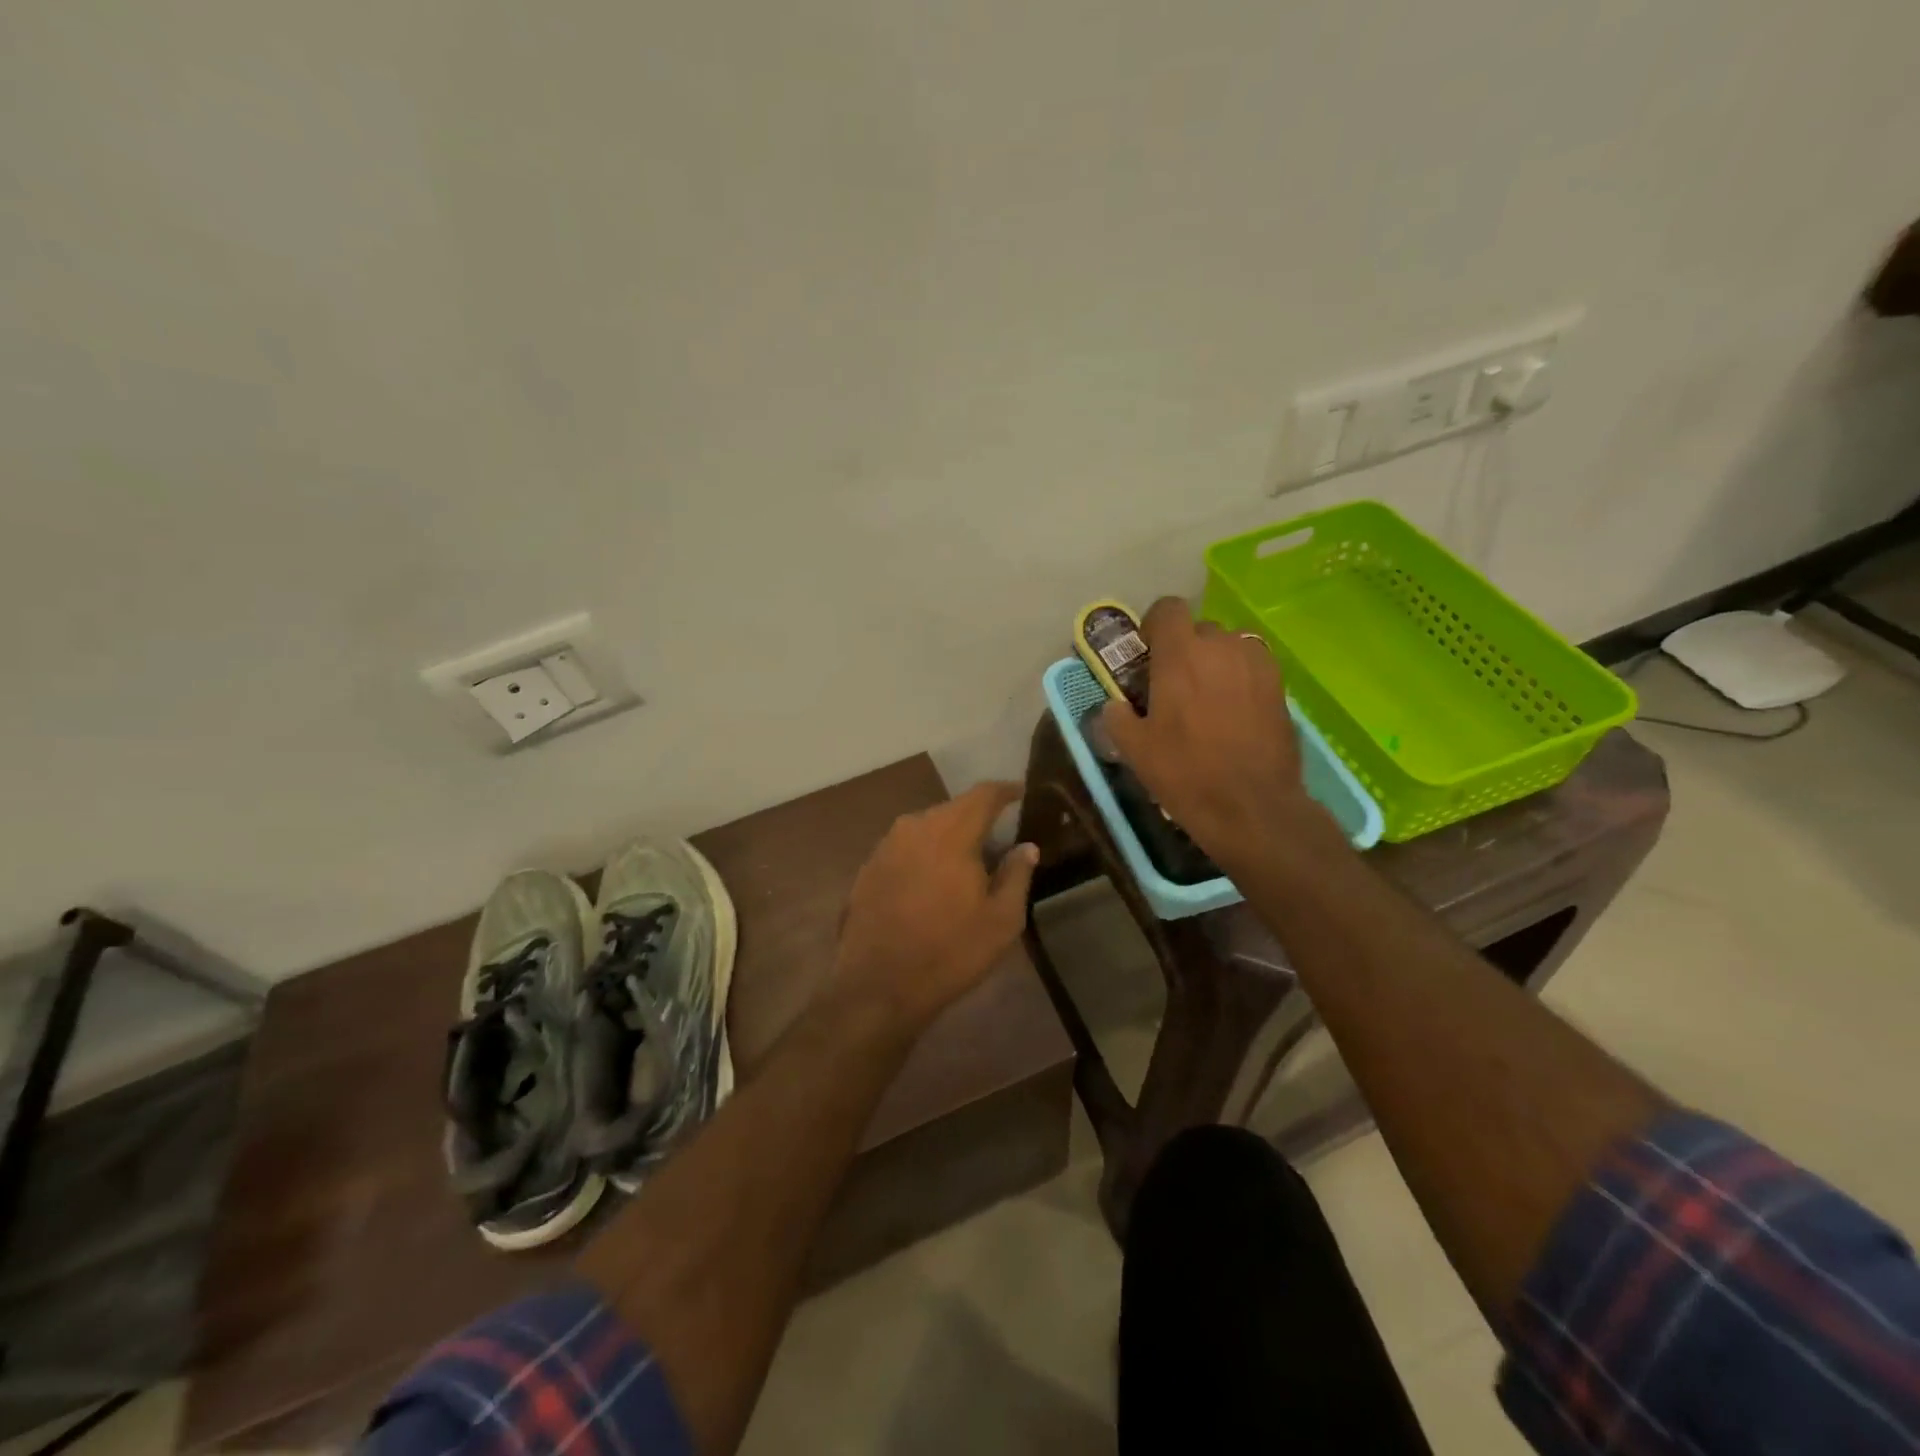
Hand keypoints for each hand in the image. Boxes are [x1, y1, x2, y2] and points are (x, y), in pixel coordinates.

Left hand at [835, 782, 1038, 1035]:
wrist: (877, 987)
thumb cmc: (950, 951)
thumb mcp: (1001, 920)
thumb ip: (1017, 874)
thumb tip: (1027, 846)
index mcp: (951, 831)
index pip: (984, 794)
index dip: (1006, 791)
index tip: (1021, 793)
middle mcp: (914, 826)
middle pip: (953, 810)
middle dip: (977, 820)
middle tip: (998, 841)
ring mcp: (885, 846)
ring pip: (926, 829)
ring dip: (948, 839)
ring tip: (965, 865)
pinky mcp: (867, 868)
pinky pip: (905, 850)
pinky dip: (923, 857)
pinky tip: (931, 885)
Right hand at [1102, 597, 1319, 867]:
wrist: (1251, 806)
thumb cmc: (1185, 773)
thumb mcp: (1134, 749)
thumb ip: (1117, 717)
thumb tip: (1115, 705)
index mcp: (1180, 654)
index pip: (1167, 608)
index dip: (1154, 626)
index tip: (1148, 655)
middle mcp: (1221, 646)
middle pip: (1199, 629)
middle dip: (1184, 649)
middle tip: (1175, 686)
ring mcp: (1256, 663)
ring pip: (1229, 646)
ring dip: (1214, 662)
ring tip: (1208, 699)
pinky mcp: (1280, 685)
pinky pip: (1252, 666)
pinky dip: (1239, 678)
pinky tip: (1235, 712)